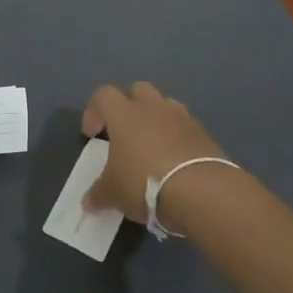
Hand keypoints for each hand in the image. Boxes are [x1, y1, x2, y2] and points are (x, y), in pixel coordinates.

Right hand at [81, 81, 228, 226]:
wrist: (200, 191)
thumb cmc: (144, 182)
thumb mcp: (112, 193)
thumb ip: (98, 194)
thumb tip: (88, 203)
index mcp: (124, 113)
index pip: (103, 95)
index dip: (94, 111)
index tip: (92, 135)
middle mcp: (153, 107)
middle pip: (138, 90)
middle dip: (129, 106)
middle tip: (124, 133)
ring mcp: (182, 118)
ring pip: (165, 105)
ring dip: (156, 119)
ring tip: (152, 146)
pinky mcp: (204, 134)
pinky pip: (186, 127)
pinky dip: (178, 138)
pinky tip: (175, 162)